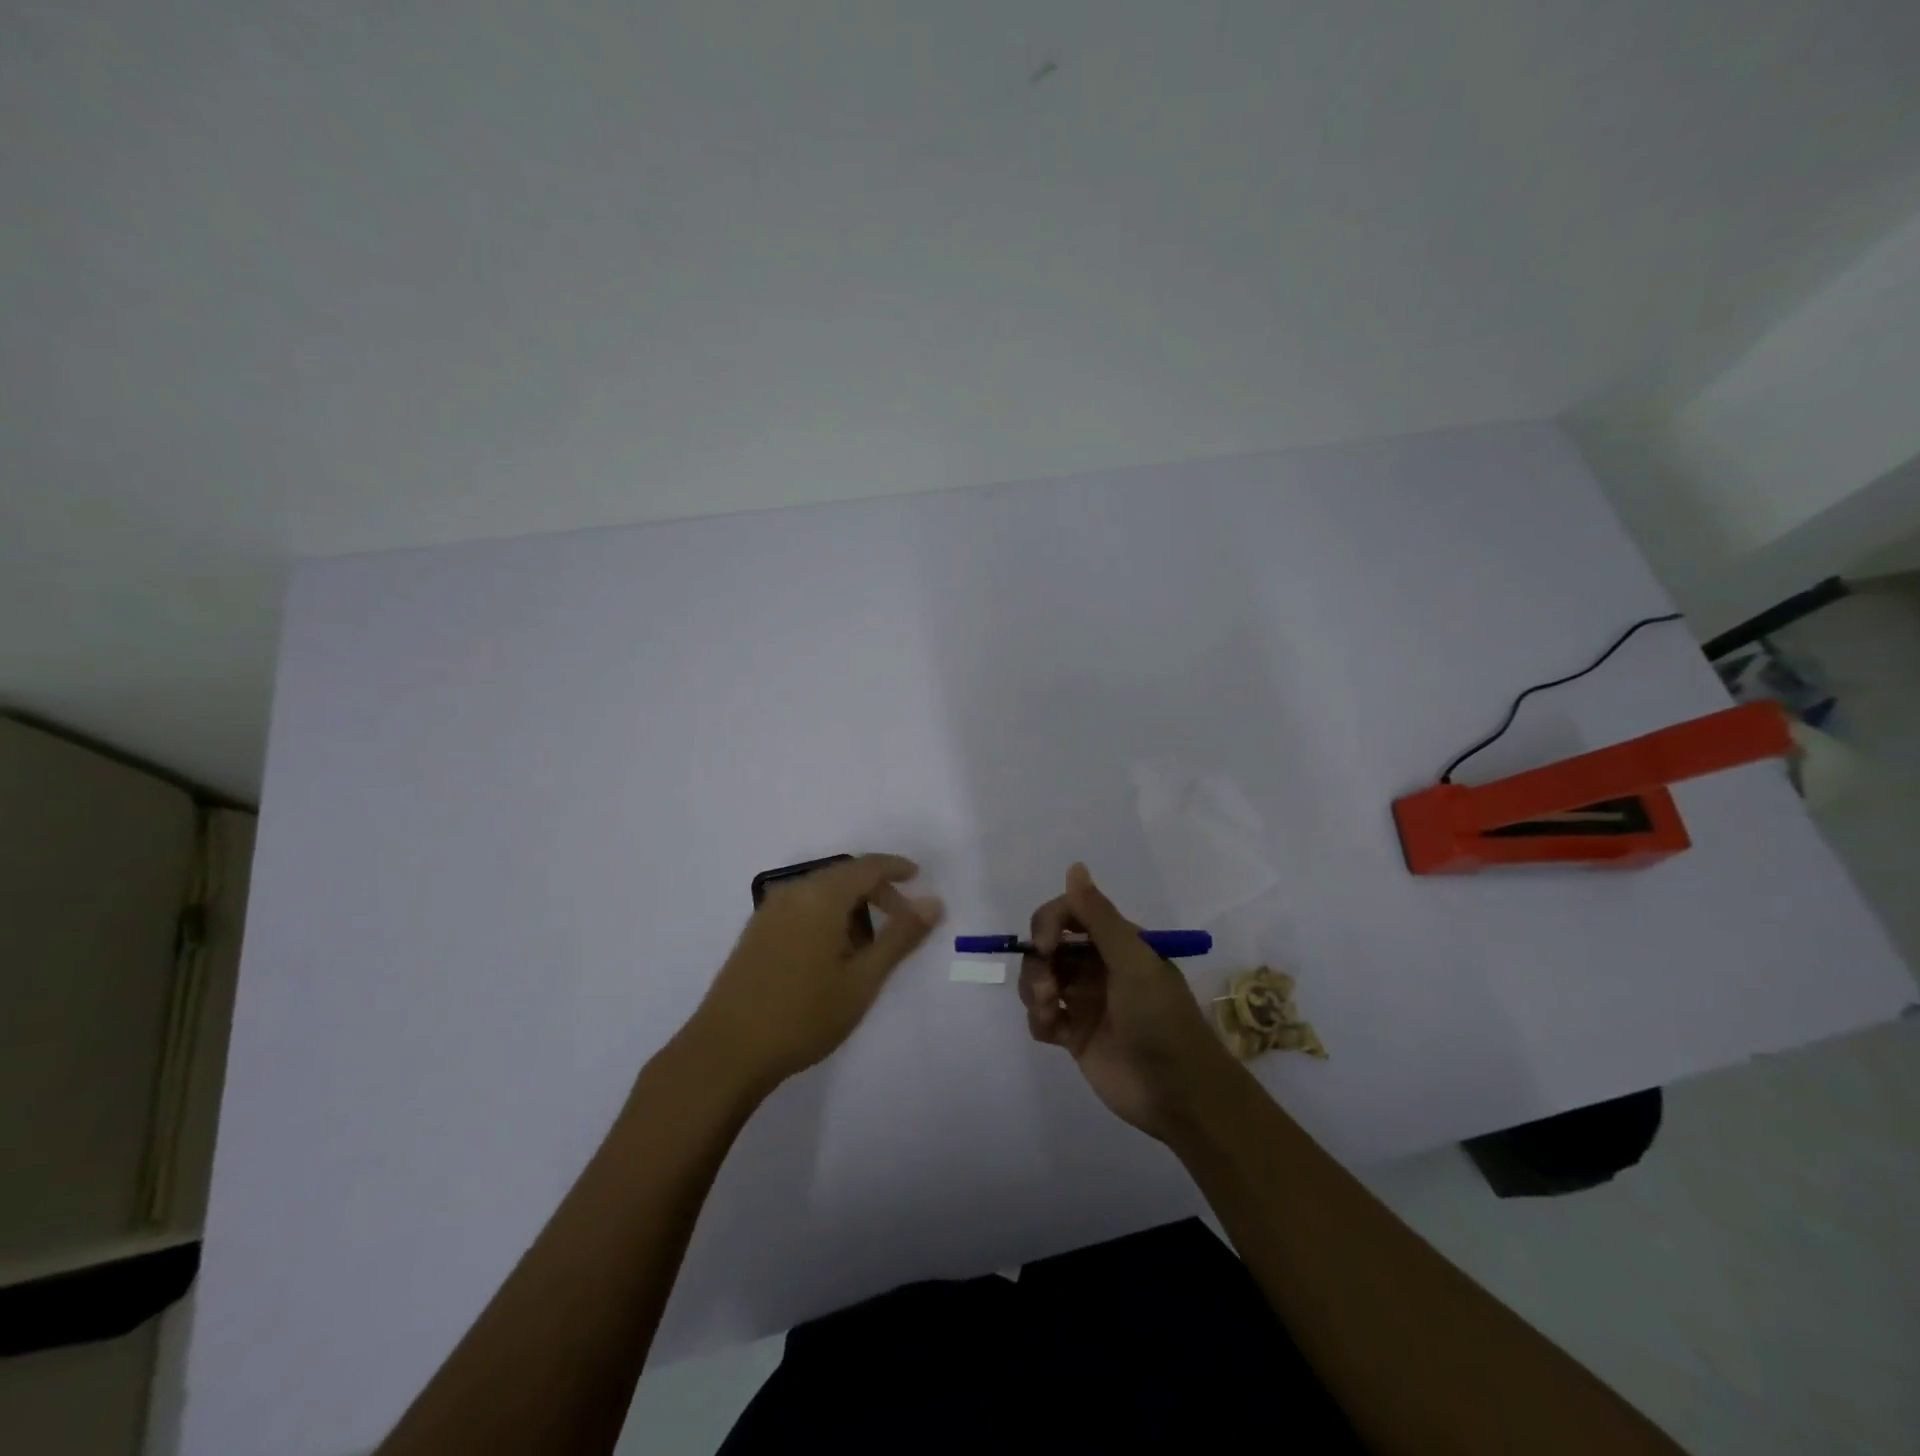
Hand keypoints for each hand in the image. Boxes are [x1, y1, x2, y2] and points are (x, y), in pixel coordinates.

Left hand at [687, 854, 943, 1096]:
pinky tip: (832, 955)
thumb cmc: (803, 1015)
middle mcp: (793, 893)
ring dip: (851, 908)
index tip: (918, 877)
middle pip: (843, 876)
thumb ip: (900, 937)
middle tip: (901, 921)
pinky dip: (826, 917)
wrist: (726, 1052)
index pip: (866, 866)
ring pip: (821, 893)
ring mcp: (768, 912)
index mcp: (820, 896)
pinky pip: (801, 908)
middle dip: (876, 892)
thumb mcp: (863, 979)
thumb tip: (934, 902)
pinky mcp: (755, 932)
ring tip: (868, 948)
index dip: (895, 868)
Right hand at [1018, 863, 1234, 1139]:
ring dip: (1034, 989)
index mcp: (1116, 943)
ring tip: (1048, 1012)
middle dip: (1038, 961)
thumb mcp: (1133, 962)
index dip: (1049, 923)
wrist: (1178, 1093)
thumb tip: (1074, 866)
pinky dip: (1038, 1019)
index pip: (1069, 914)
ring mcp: (1084, 1000)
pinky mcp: (1074, 1035)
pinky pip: (1041, 1016)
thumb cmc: (1160, 1019)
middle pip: (1048, 947)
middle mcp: (1097, 966)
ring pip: (1039, 978)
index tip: (1044, 945)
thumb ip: (1099, 917)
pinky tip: (1052, 1031)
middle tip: (1047, 989)